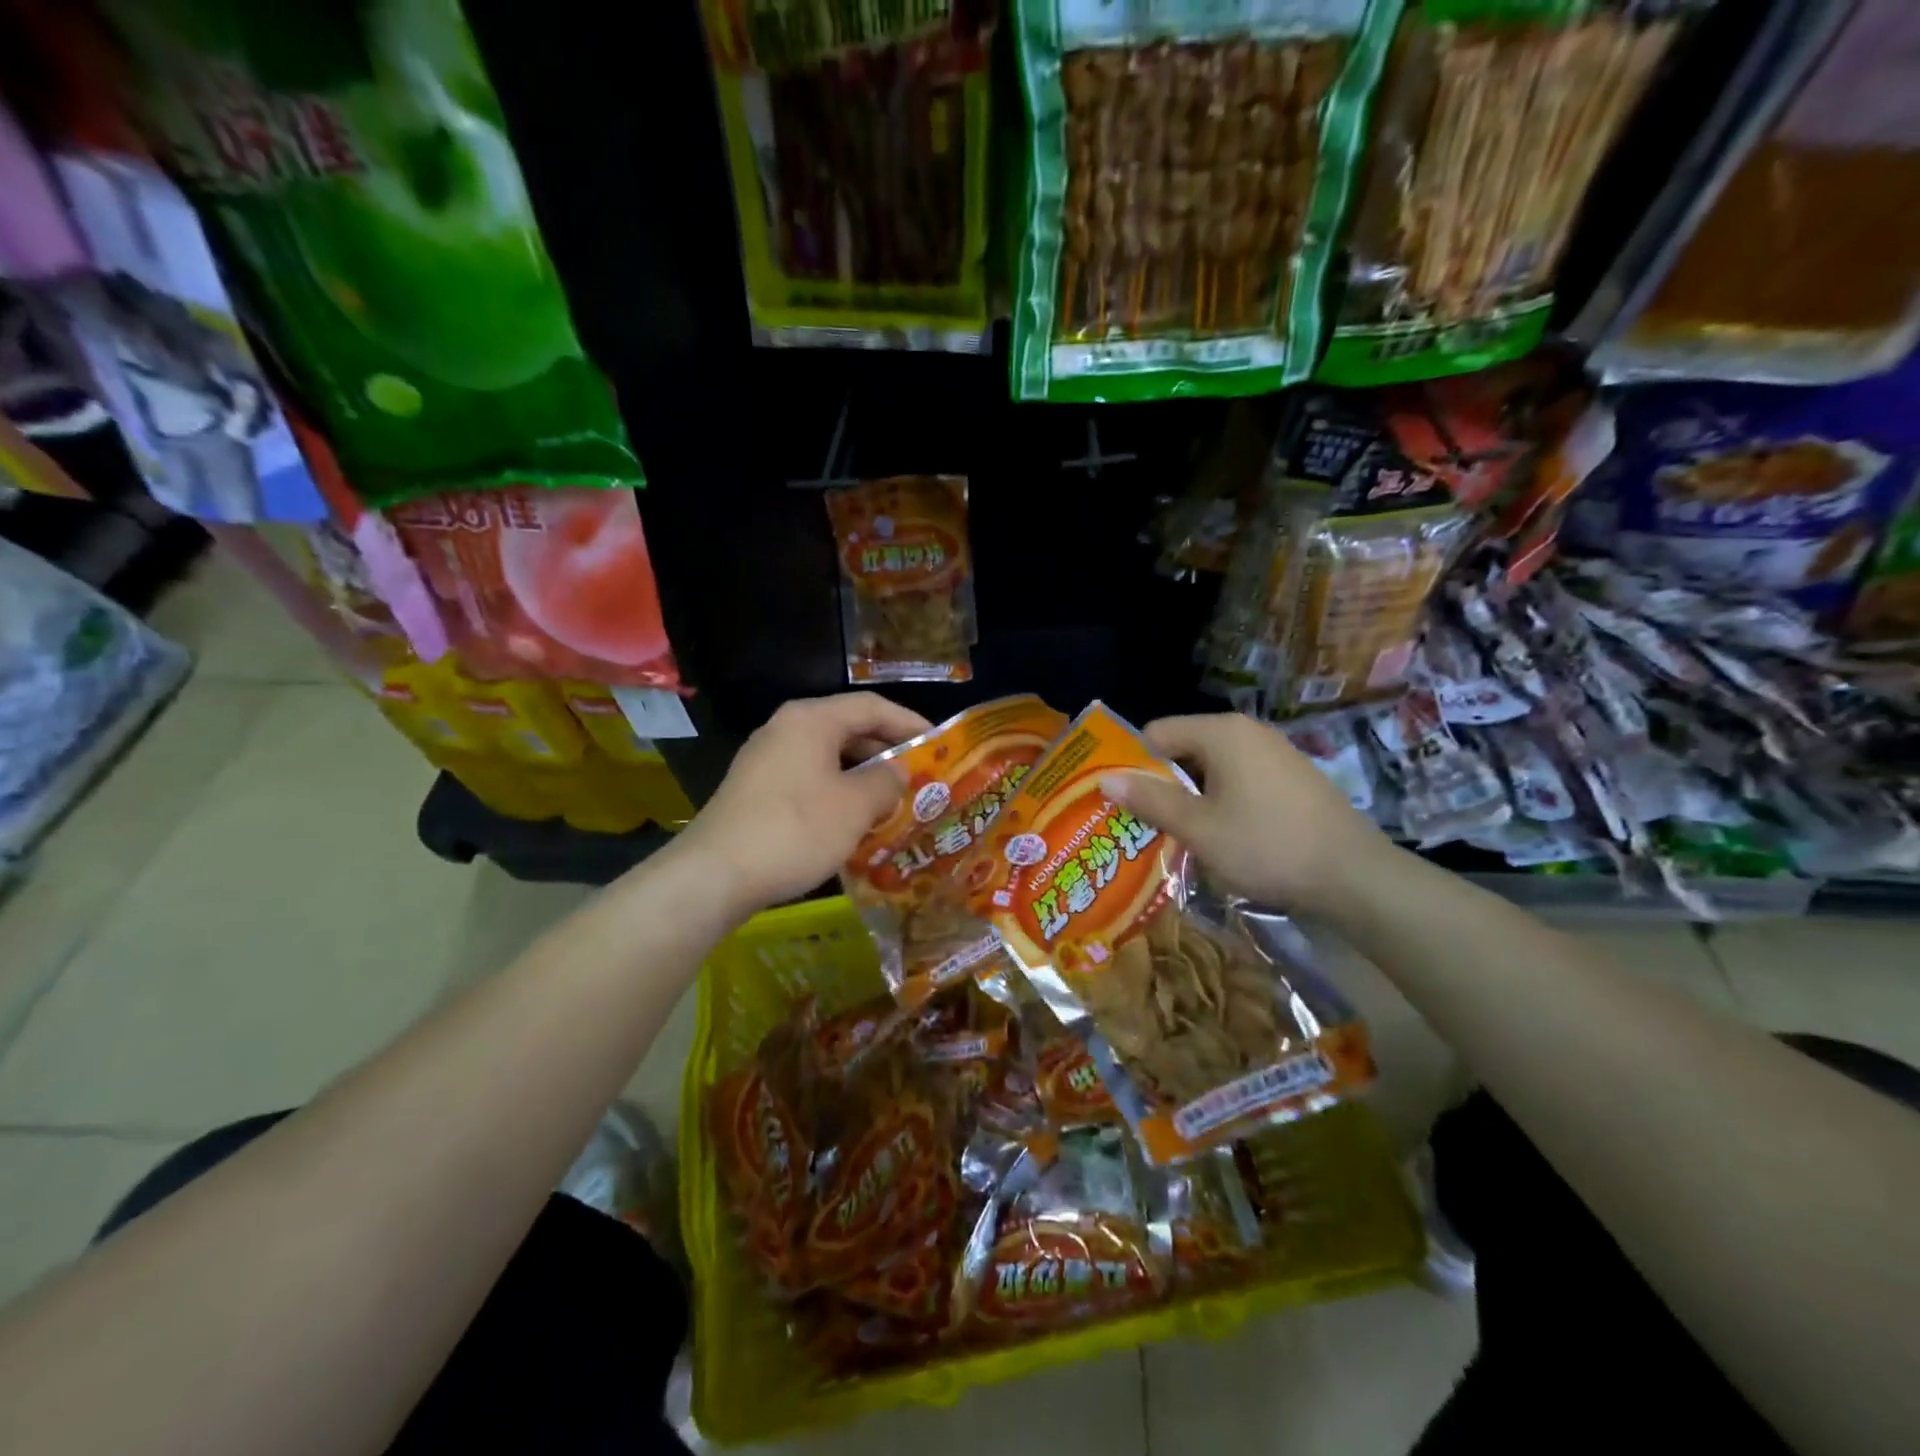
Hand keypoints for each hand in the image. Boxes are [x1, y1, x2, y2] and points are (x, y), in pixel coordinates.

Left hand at [677, 693, 931, 915]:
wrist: (715, 874)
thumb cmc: (796, 830)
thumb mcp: (855, 806)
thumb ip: (885, 781)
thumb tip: (896, 772)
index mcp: (812, 719)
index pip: (872, 707)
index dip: (910, 722)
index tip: (939, 744)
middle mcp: (786, 729)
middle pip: (849, 729)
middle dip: (887, 752)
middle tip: (920, 776)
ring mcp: (766, 759)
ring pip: (828, 757)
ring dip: (863, 776)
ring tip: (894, 801)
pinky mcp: (755, 789)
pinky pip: (809, 779)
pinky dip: (837, 792)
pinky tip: (854, 821)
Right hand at [1101, 712, 1395, 916]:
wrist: (1353, 876)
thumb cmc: (1266, 846)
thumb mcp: (1198, 827)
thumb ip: (1149, 800)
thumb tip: (1105, 779)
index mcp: (1221, 733)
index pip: (1156, 734)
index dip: (1133, 765)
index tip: (1123, 802)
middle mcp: (1247, 731)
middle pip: (1184, 748)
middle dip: (1162, 783)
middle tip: (1145, 824)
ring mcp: (1274, 752)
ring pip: (1212, 766)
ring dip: (1191, 795)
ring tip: (1180, 834)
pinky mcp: (1292, 776)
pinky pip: (1239, 778)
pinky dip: (1221, 799)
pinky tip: (1223, 834)